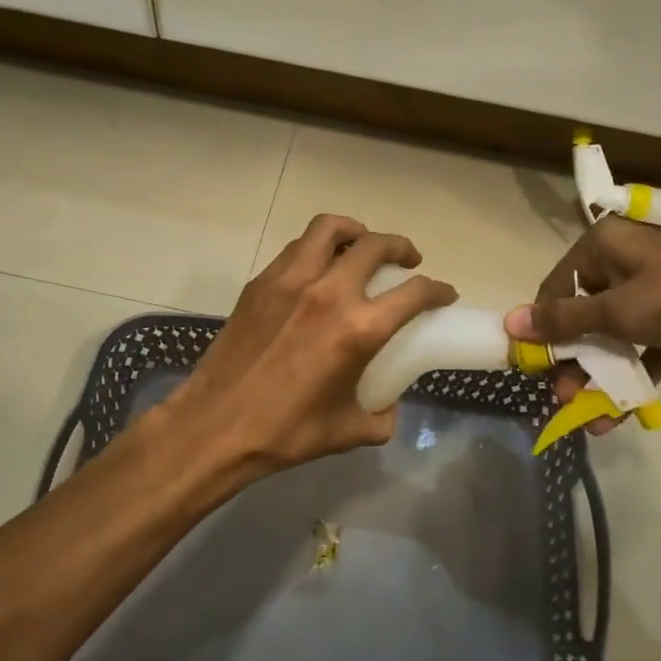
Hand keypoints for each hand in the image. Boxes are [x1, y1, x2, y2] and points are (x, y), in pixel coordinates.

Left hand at [155, 214, 456, 496]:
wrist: (216, 426)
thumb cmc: (286, 432)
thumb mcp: (348, 431)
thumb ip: (380, 416)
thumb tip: (388, 405)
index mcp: (358, 329)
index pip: (414, 292)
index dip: (438, 289)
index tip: (444, 293)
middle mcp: (329, 293)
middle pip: (376, 245)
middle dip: (401, 246)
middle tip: (408, 260)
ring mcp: (291, 281)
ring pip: (330, 229)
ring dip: (356, 231)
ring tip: (361, 246)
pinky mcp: (261, 282)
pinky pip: (298, 248)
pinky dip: (318, 248)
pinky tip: (319, 269)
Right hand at [504, 217, 660, 429]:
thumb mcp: (618, 310)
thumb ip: (564, 320)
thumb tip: (510, 322)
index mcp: (603, 249)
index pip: (557, 288)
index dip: (542, 327)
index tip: (532, 364)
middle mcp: (620, 268)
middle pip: (580, 317)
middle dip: (569, 359)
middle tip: (557, 395)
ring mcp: (648, 300)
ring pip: (609, 340)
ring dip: (595, 376)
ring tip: (579, 413)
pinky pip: (638, 355)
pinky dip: (627, 382)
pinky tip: (611, 418)